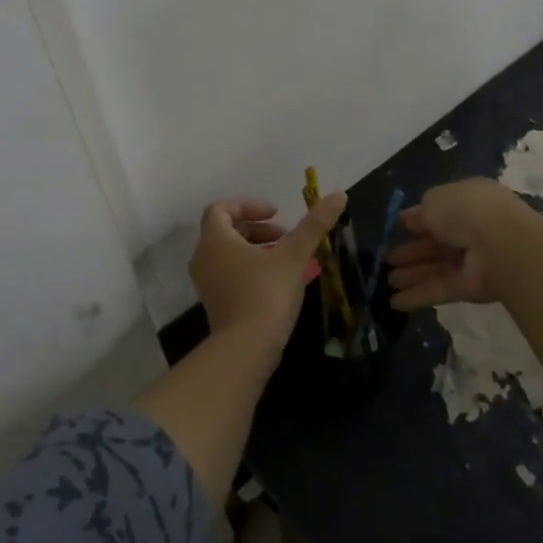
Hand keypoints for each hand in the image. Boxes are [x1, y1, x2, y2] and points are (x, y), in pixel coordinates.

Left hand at [191, 193, 346, 350]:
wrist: (247, 348)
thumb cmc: (267, 293)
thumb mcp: (294, 255)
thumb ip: (315, 224)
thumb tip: (338, 194)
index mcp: (215, 239)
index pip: (222, 209)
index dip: (249, 206)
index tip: (277, 213)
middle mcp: (204, 257)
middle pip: (226, 231)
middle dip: (258, 229)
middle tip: (286, 236)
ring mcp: (207, 283)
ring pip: (230, 255)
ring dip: (257, 250)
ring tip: (288, 259)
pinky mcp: (215, 304)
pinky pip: (231, 275)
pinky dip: (252, 270)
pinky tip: (281, 282)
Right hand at [386, 178, 523, 310]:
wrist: (499, 244)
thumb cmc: (465, 211)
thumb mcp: (434, 200)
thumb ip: (419, 212)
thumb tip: (407, 219)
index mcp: (465, 203)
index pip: (437, 214)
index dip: (415, 222)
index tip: (396, 230)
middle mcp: (469, 231)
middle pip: (433, 244)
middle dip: (409, 253)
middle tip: (385, 261)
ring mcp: (470, 261)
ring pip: (434, 268)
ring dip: (410, 274)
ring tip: (385, 281)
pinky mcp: (469, 288)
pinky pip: (438, 290)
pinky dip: (416, 296)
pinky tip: (393, 302)